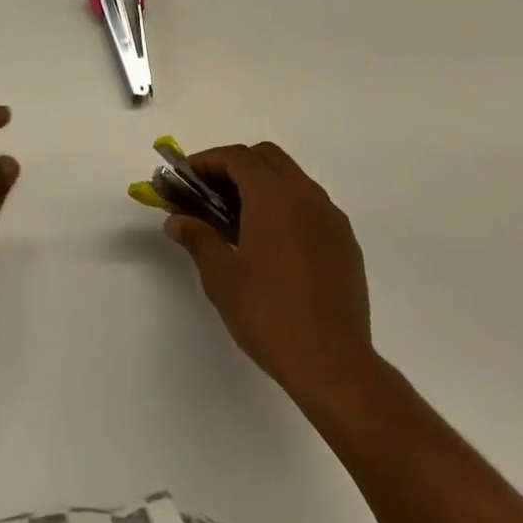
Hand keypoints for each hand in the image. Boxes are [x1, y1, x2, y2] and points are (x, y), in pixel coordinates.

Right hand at [166, 142, 373, 393]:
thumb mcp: (222, 277)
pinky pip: (310, 205)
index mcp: (274, 195)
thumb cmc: (270, 314)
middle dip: (235, 166)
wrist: (334, 365)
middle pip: (267, 158)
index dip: (207, 161)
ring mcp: (330, 217)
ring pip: (292, 179)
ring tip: (238, 219)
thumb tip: (177, 220)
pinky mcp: (345, 242)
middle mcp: (306, 195)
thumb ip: (198, 238)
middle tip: (210, 194)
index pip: (237, 157)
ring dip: (262, 185)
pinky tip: (273, 243)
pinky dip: (286, 207)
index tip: (185, 179)